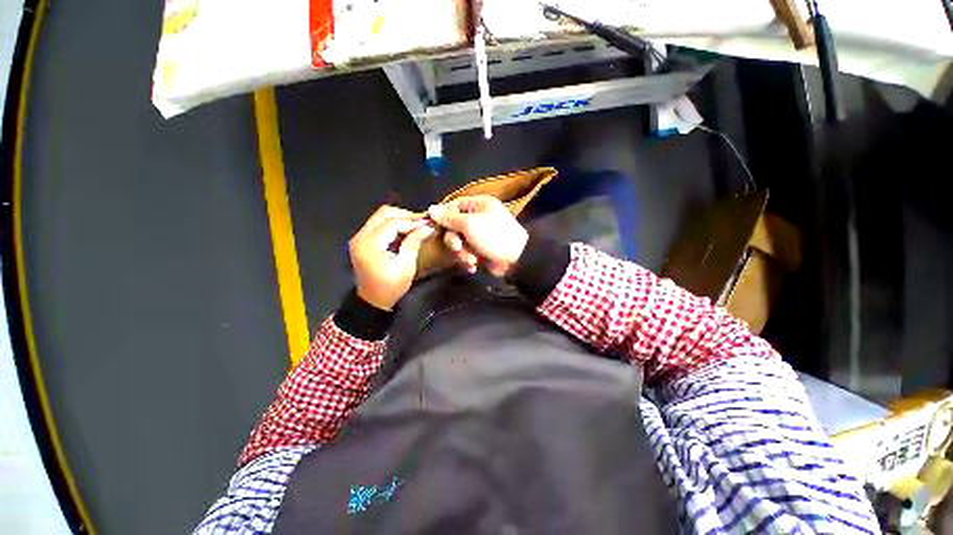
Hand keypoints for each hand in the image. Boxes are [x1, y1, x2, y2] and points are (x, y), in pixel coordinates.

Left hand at [349, 206, 435, 310]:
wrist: (373, 301)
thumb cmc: (391, 287)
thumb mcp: (406, 266)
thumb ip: (414, 242)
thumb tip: (427, 227)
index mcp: (369, 244)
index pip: (392, 223)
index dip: (412, 221)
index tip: (429, 223)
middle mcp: (361, 236)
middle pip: (384, 214)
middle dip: (406, 215)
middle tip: (423, 222)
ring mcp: (360, 237)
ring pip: (381, 216)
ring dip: (400, 218)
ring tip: (417, 225)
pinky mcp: (362, 240)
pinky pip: (379, 224)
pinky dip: (394, 224)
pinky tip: (407, 230)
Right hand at [427, 196, 527, 276]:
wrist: (517, 259)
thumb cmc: (493, 236)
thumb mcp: (470, 224)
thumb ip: (449, 218)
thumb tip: (431, 209)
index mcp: (480, 205)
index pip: (455, 205)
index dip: (443, 216)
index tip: (433, 226)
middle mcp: (480, 217)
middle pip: (455, 226)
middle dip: (455, 240)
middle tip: (458, 248)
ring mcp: (481, 235)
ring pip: (461, 242)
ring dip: (463, 253)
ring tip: (471, 261)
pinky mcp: (483, 250)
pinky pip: (469, 252)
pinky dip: (469, 259)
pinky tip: (474, 266)